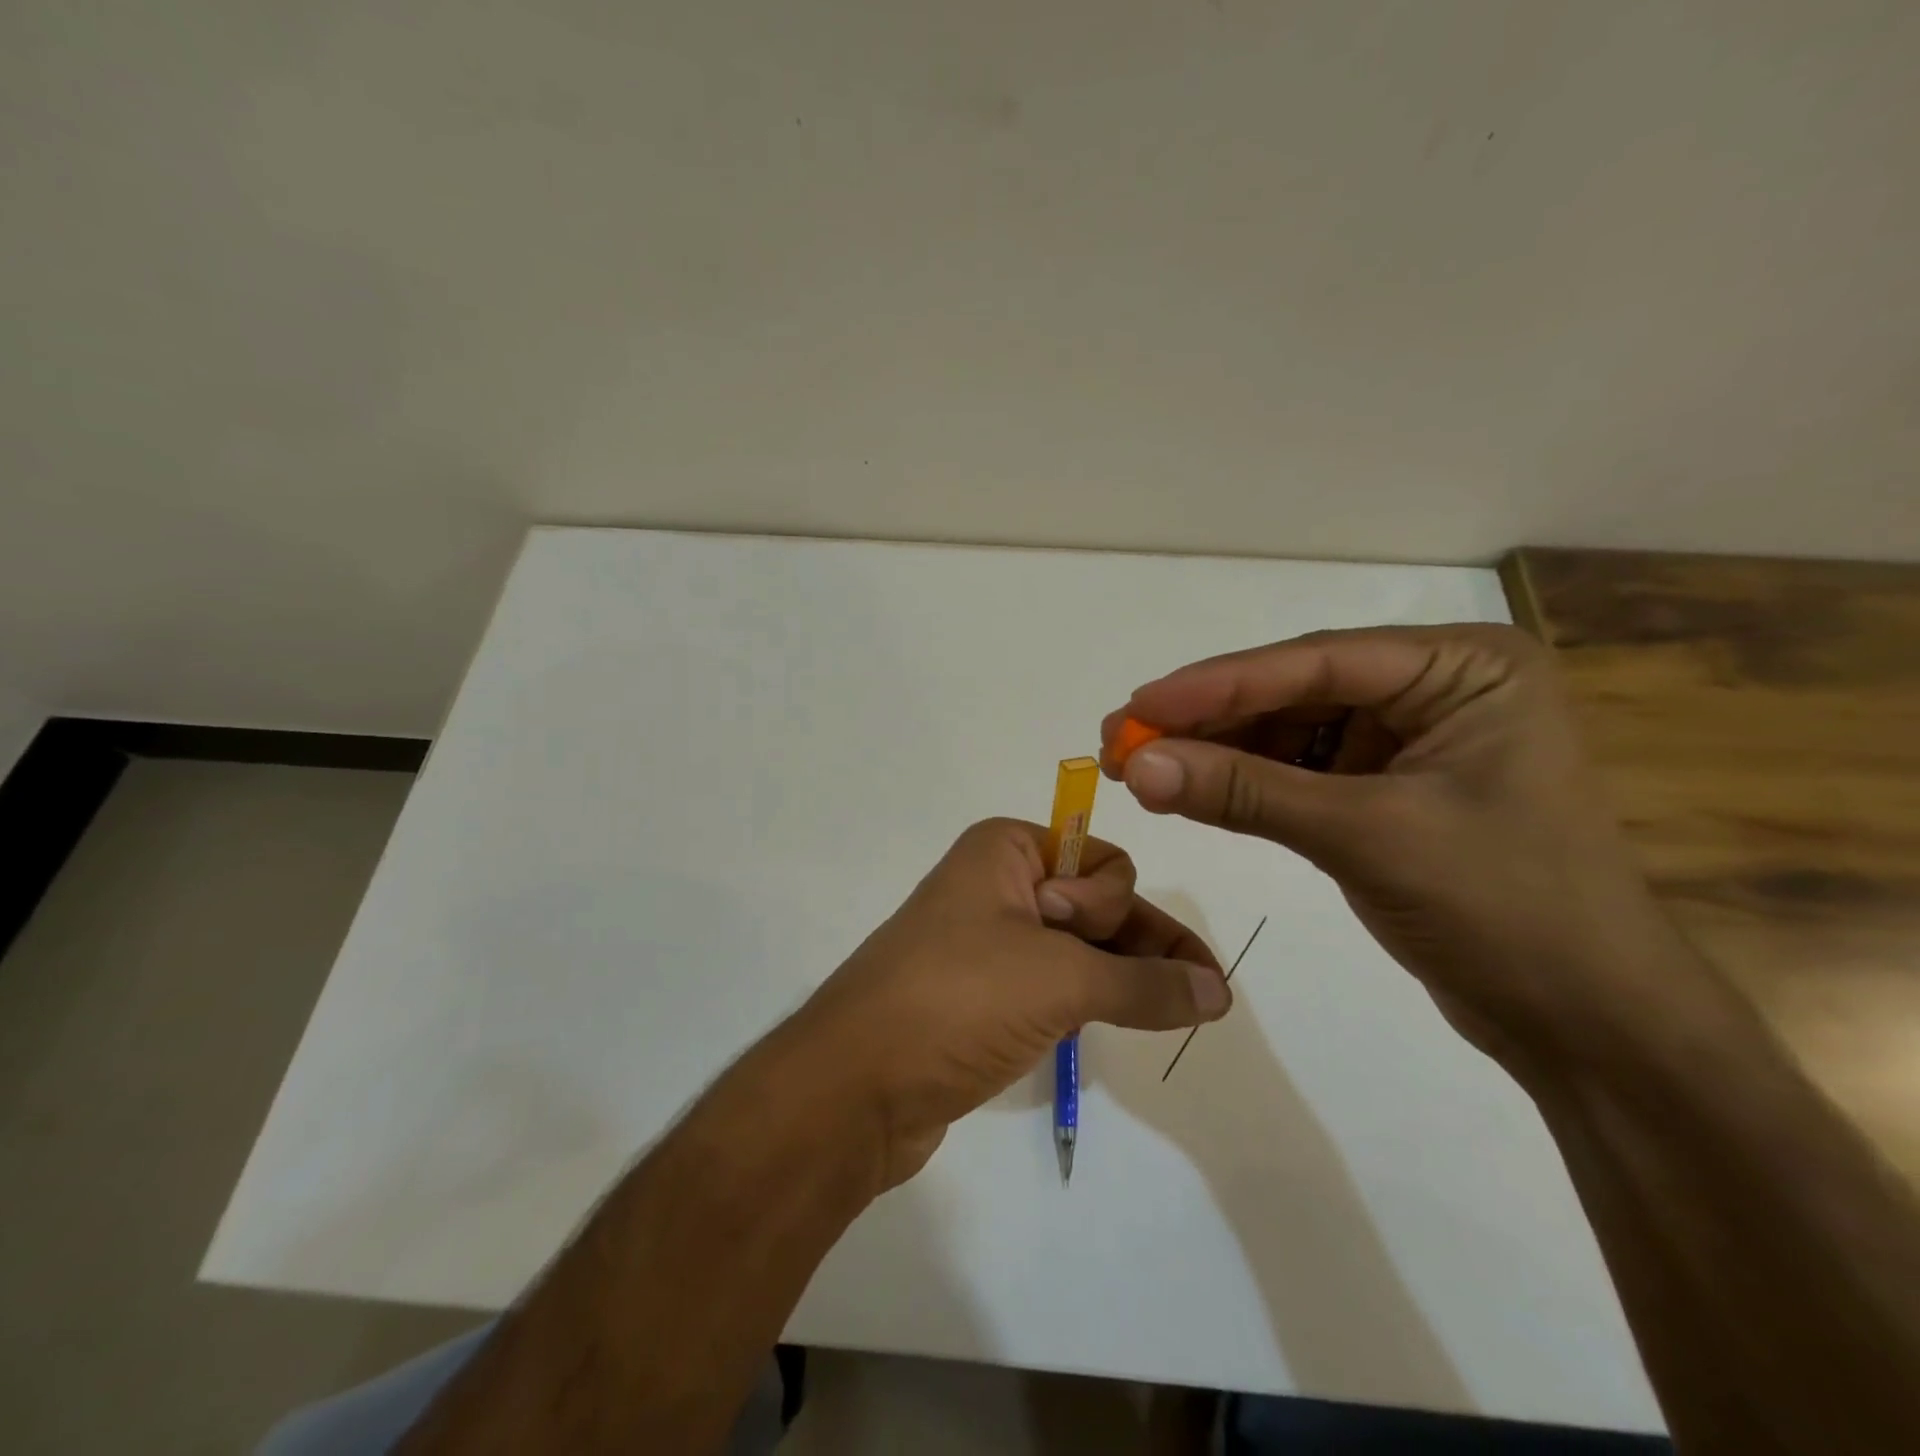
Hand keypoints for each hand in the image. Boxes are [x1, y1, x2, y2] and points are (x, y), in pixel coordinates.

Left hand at [789, 818, 1227, 1186]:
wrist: (855, 1085)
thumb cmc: (956, 999)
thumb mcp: (1059, 980)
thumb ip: (1146, 984)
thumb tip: (1219, 992)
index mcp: (1005, 849)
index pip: (1101, 860)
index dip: (1110, 902)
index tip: (1082, 938)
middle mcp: (998, 884)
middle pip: (1098, 903)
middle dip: (1138, 942)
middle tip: (1194, 992)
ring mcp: (990, 942)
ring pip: (1081, 948)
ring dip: (1125, 975)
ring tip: (1178, 1011)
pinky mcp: (985, 994)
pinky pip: (1057, 983)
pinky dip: (1096, 999)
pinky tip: (1130, 1019)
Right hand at [1102, 625, 1711, 1076]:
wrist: (1585, 1023)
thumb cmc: (1505, 909)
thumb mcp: (1365, 836)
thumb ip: (1245, 793)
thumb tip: (1135, 766)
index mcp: (1465, 668)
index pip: (1317, 663)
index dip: (1217, 685)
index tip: (1138, 704)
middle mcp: (1436, 688)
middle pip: (1295, 691)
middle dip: (1208, 719)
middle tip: (1122, 736)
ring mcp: (1409, 739)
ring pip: (1289, 730)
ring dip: (1216, 750)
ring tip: (1140, 766)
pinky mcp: (1385, 787)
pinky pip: (1298, 771)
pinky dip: (1243, 782)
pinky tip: (1189, 787)